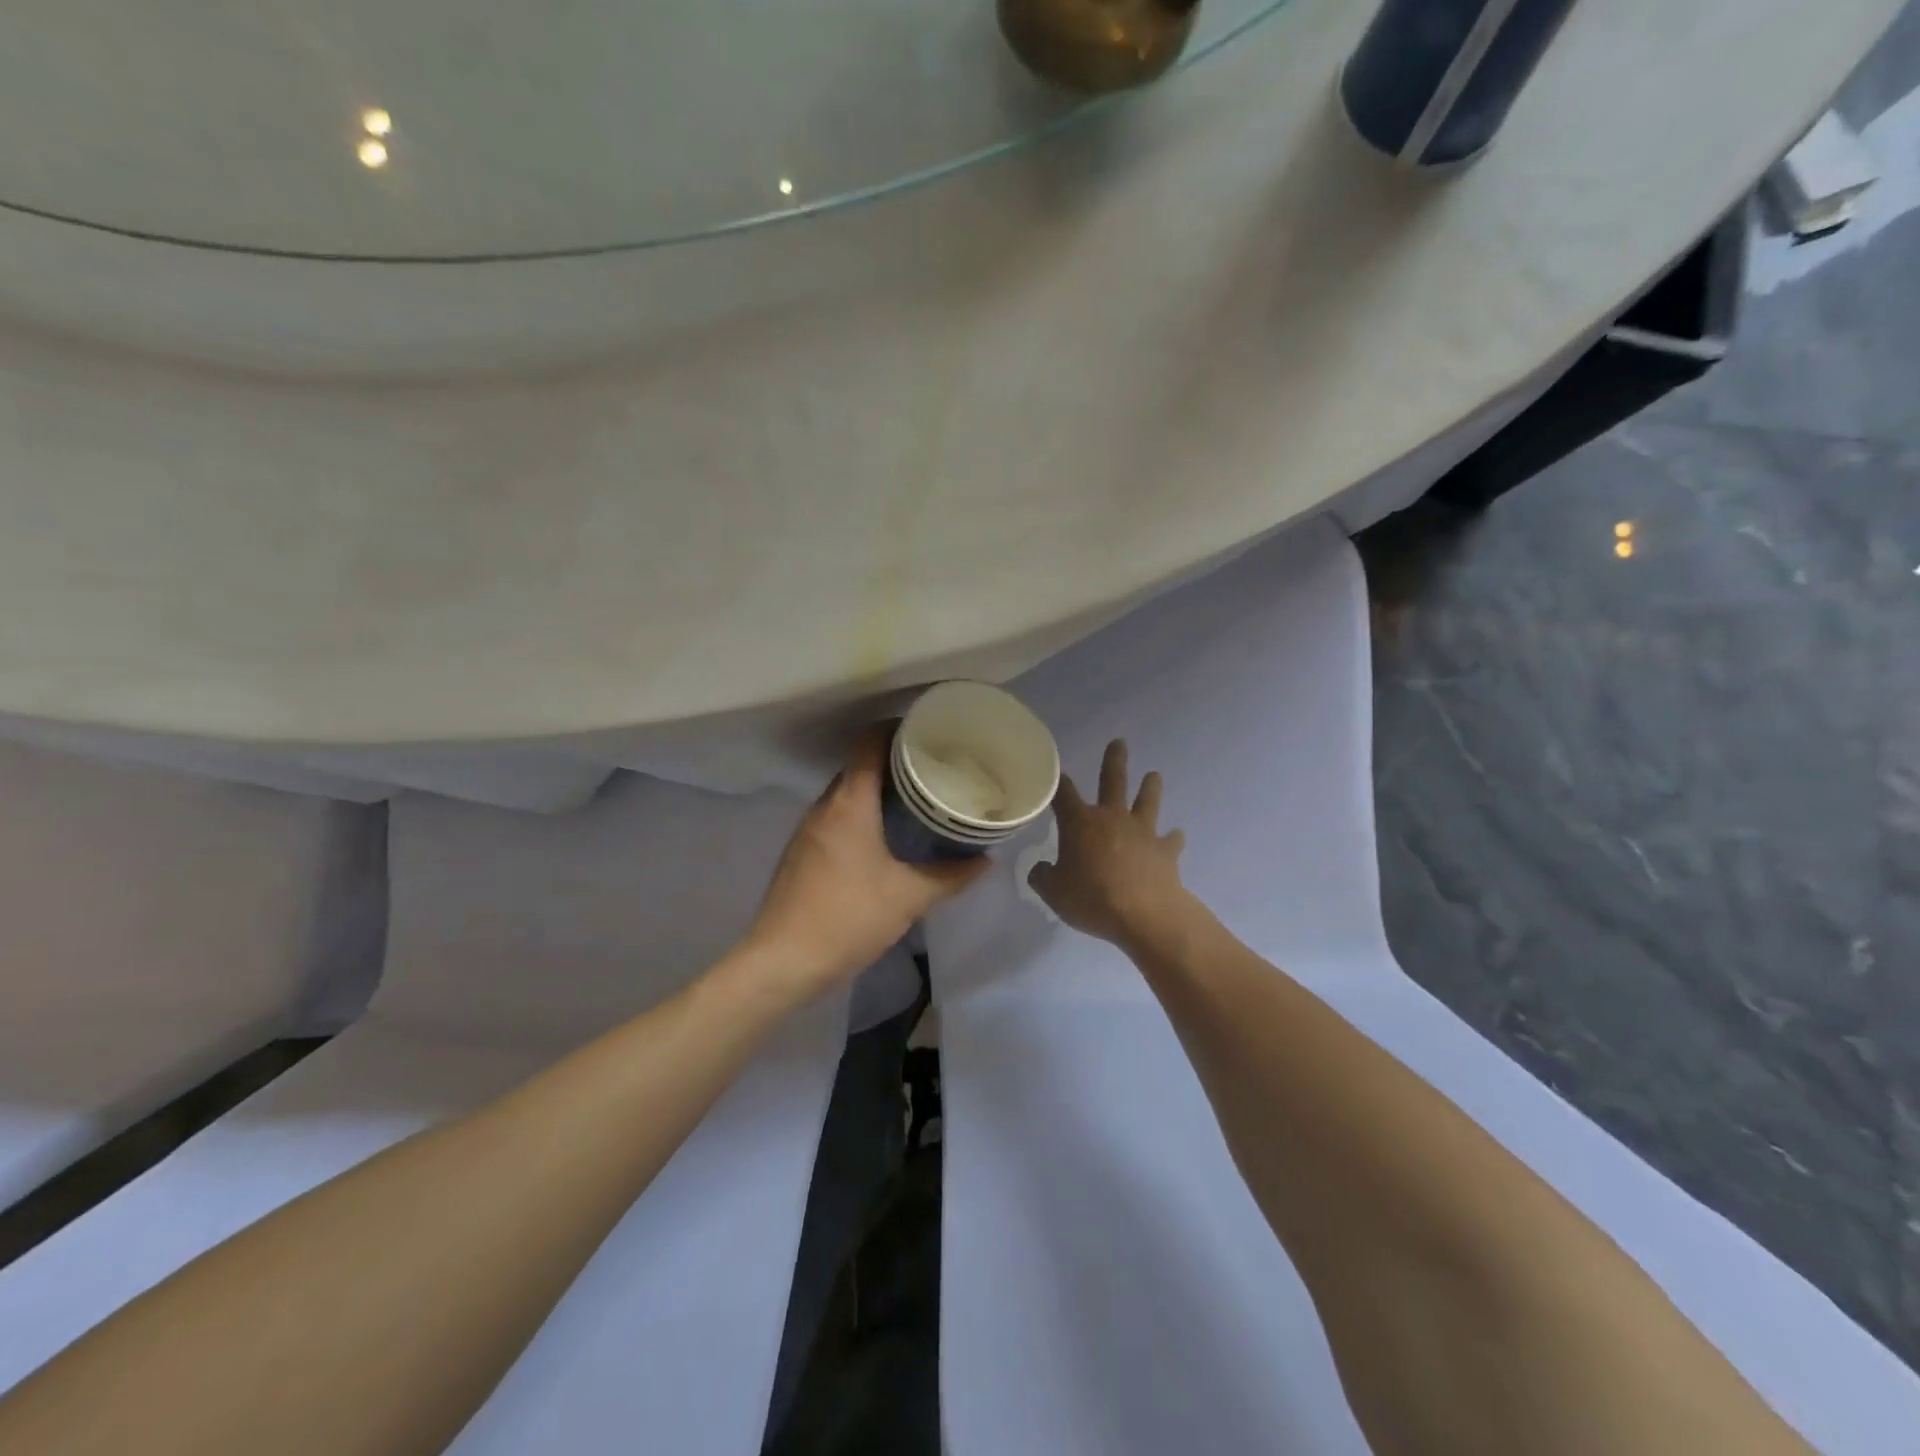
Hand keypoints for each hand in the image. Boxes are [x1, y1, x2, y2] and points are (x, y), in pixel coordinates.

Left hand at [747, 725, 989, 995]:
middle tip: (933, 770)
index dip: (897, 729)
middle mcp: (824, 806)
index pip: (869, 742)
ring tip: (915, 801)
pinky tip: (884, 838)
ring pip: (846, 793)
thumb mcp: (908, 898)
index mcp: (849, 803)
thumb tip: (984, 861)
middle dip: (895, 762)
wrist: (782, 961)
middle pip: (859, 765)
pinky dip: (861, 815)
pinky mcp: (801, 852)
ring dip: (877, 791)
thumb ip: (950, 876)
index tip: (928, 733)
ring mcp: (808, 829)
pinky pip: (836, 817)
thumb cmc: (848, 918)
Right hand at [1029, 739, 1190, 949]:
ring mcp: (1142, 832)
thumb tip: (1041, 869)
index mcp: (1080, 823)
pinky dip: (1173, 838)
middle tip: (1119, 742)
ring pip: (1147, 801)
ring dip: (1150, 787)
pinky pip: (1171, 840)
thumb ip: (1043, 877)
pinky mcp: (1166, 851)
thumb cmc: (1092, 899)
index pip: (1064, 794)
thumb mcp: (1054, 893)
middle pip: (1112, 781)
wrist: (1144, 915)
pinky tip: (1177, 836)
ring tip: (1154, 775)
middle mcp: (1112, 818)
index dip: (1058, 782)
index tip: (1055, 772)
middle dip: (1114, 760)